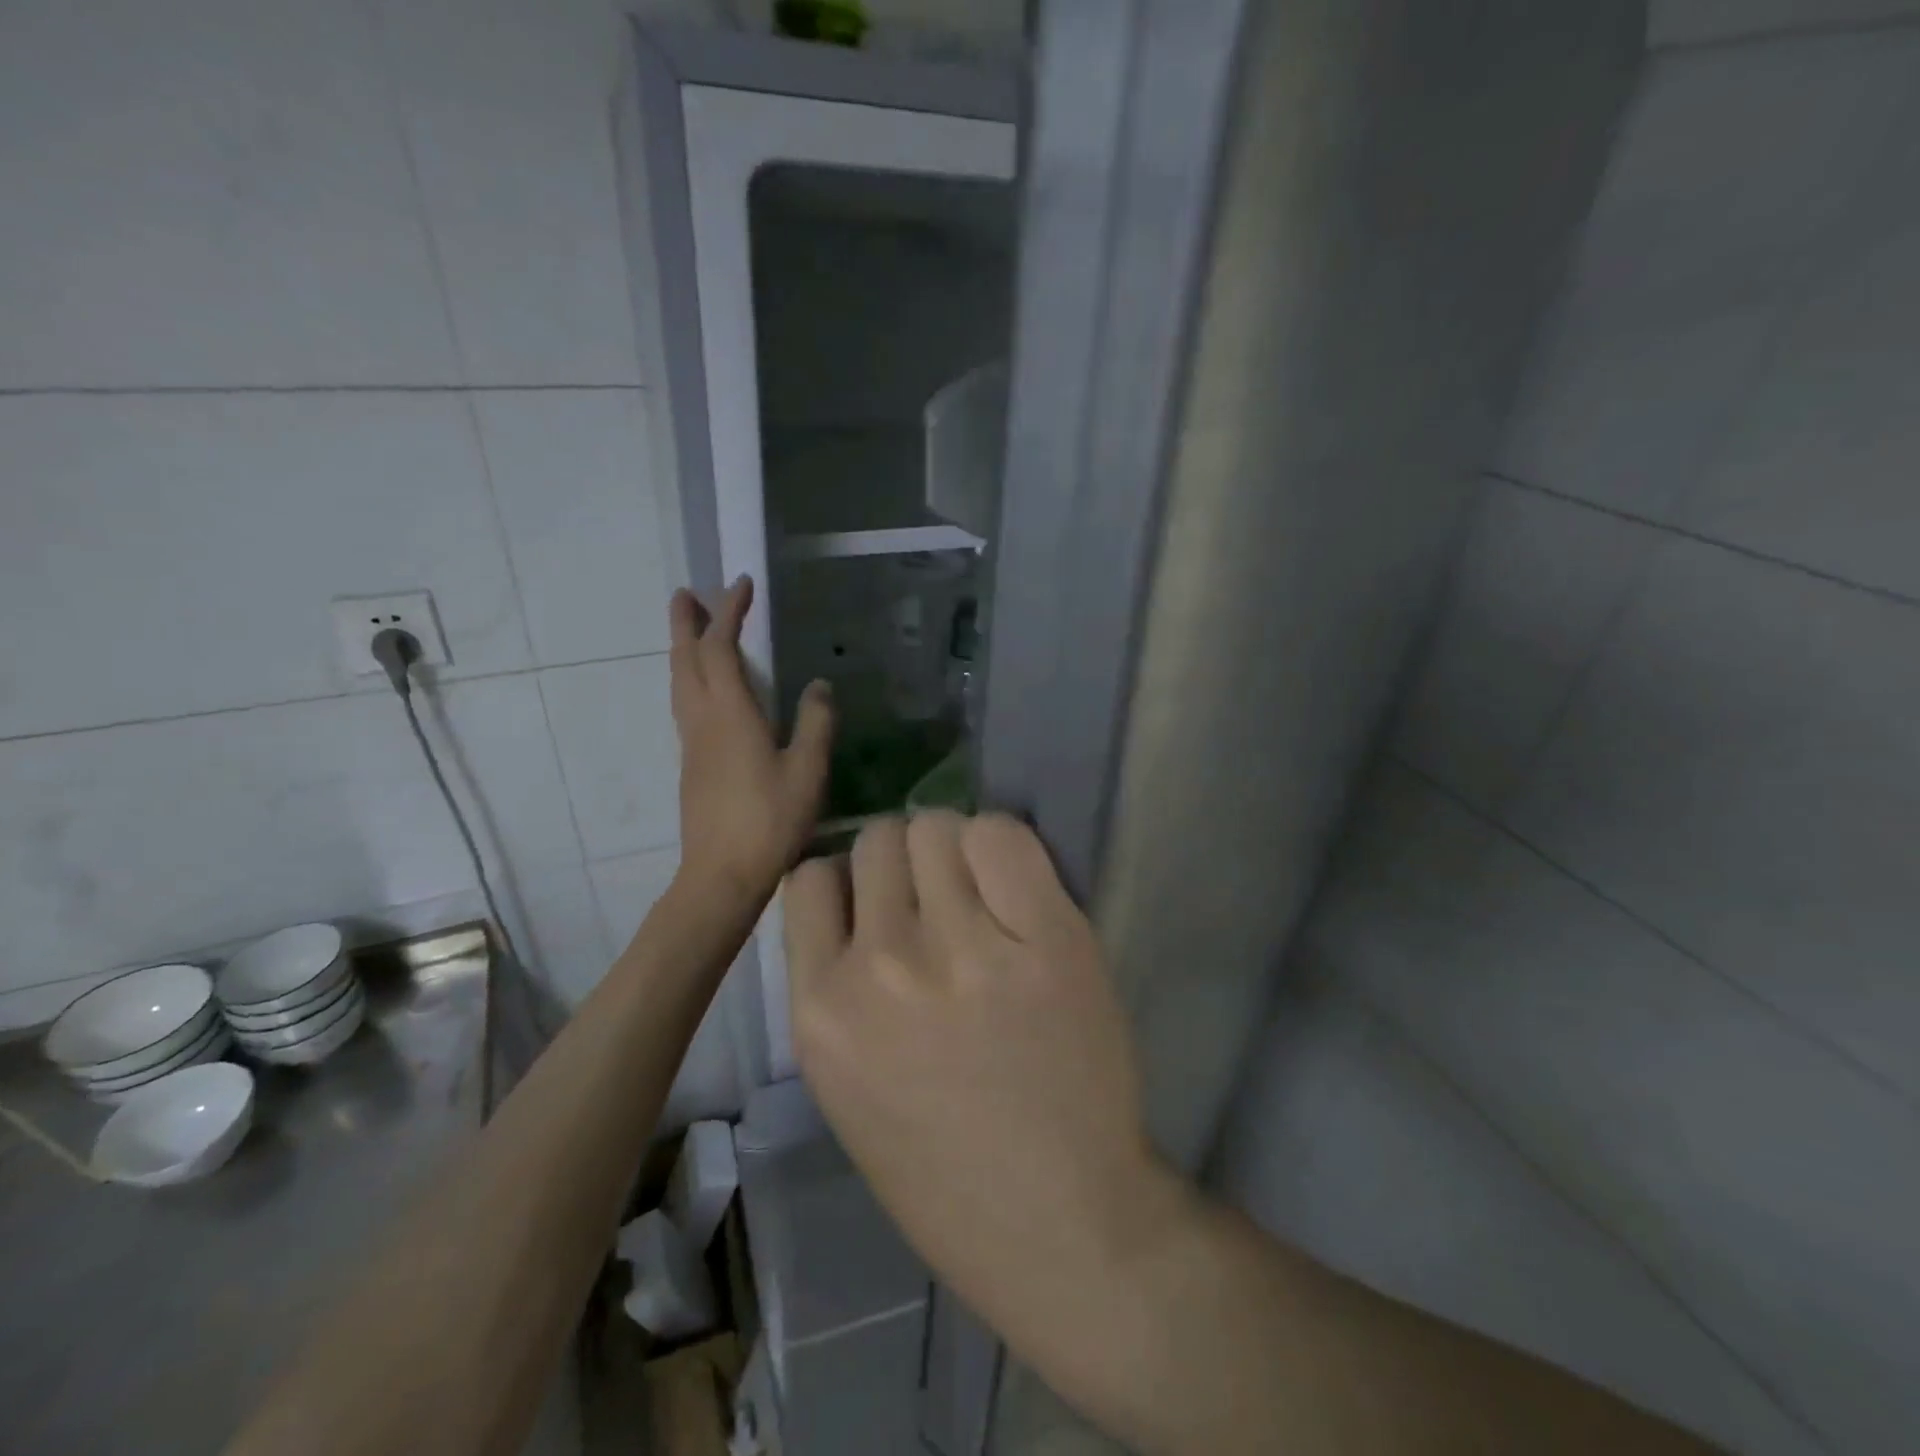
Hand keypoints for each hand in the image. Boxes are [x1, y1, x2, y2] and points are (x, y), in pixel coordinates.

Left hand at [670, 576, 833, 902]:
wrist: (722, 874)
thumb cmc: (770, 820)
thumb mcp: (808, 770)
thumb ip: (816, 723)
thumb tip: (820, 685)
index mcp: (731, 714)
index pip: (721, 649)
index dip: (728, 613)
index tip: (741, 584)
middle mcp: (703, 720)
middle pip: (686, 660)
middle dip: (686, 623)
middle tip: (686, 593)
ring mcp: (692, 743)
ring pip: (679, 683)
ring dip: (682, 649)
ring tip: (690, 630)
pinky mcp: (691, 764)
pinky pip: (685, 704)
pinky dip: (690, 679)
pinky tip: (705, 689)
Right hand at [784, 812, 1187, 1371]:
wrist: (1058, 1224)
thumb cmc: (943, 1167)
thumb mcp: (845, 1080)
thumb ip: (836, 979)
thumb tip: (855, 888)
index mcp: (820, 1011)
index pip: (812, 877)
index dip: (850, 884)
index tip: (881, 905)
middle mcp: (882, 966)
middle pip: (879, 839)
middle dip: (905, 864)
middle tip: (942, 903)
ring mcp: (967, 947)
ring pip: (937, 827)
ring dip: (954, 851)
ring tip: (983, 899)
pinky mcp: (1048, 936)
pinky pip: (1002, 834)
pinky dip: (1003, 847)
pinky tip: (1018, 893)